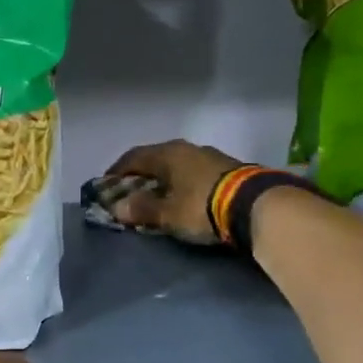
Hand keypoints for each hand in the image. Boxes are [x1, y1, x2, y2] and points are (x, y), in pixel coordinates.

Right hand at [104, 140, 244, 243]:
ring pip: (177, 165)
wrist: (255, 205)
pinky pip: (194, 173)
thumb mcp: (167, 214)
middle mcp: (187, 148)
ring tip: (157, 197)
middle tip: (131, 193)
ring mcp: (209, 156)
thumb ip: (141, 209)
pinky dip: (182, 183)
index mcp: (167, 154)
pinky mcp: (227, 168)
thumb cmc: (201, 207)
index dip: (117, 171)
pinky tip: (183, 197)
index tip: (107, 185)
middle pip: (156, 159)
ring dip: (164, 179)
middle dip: (141, 176)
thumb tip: (118, 207)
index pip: (133, 157)